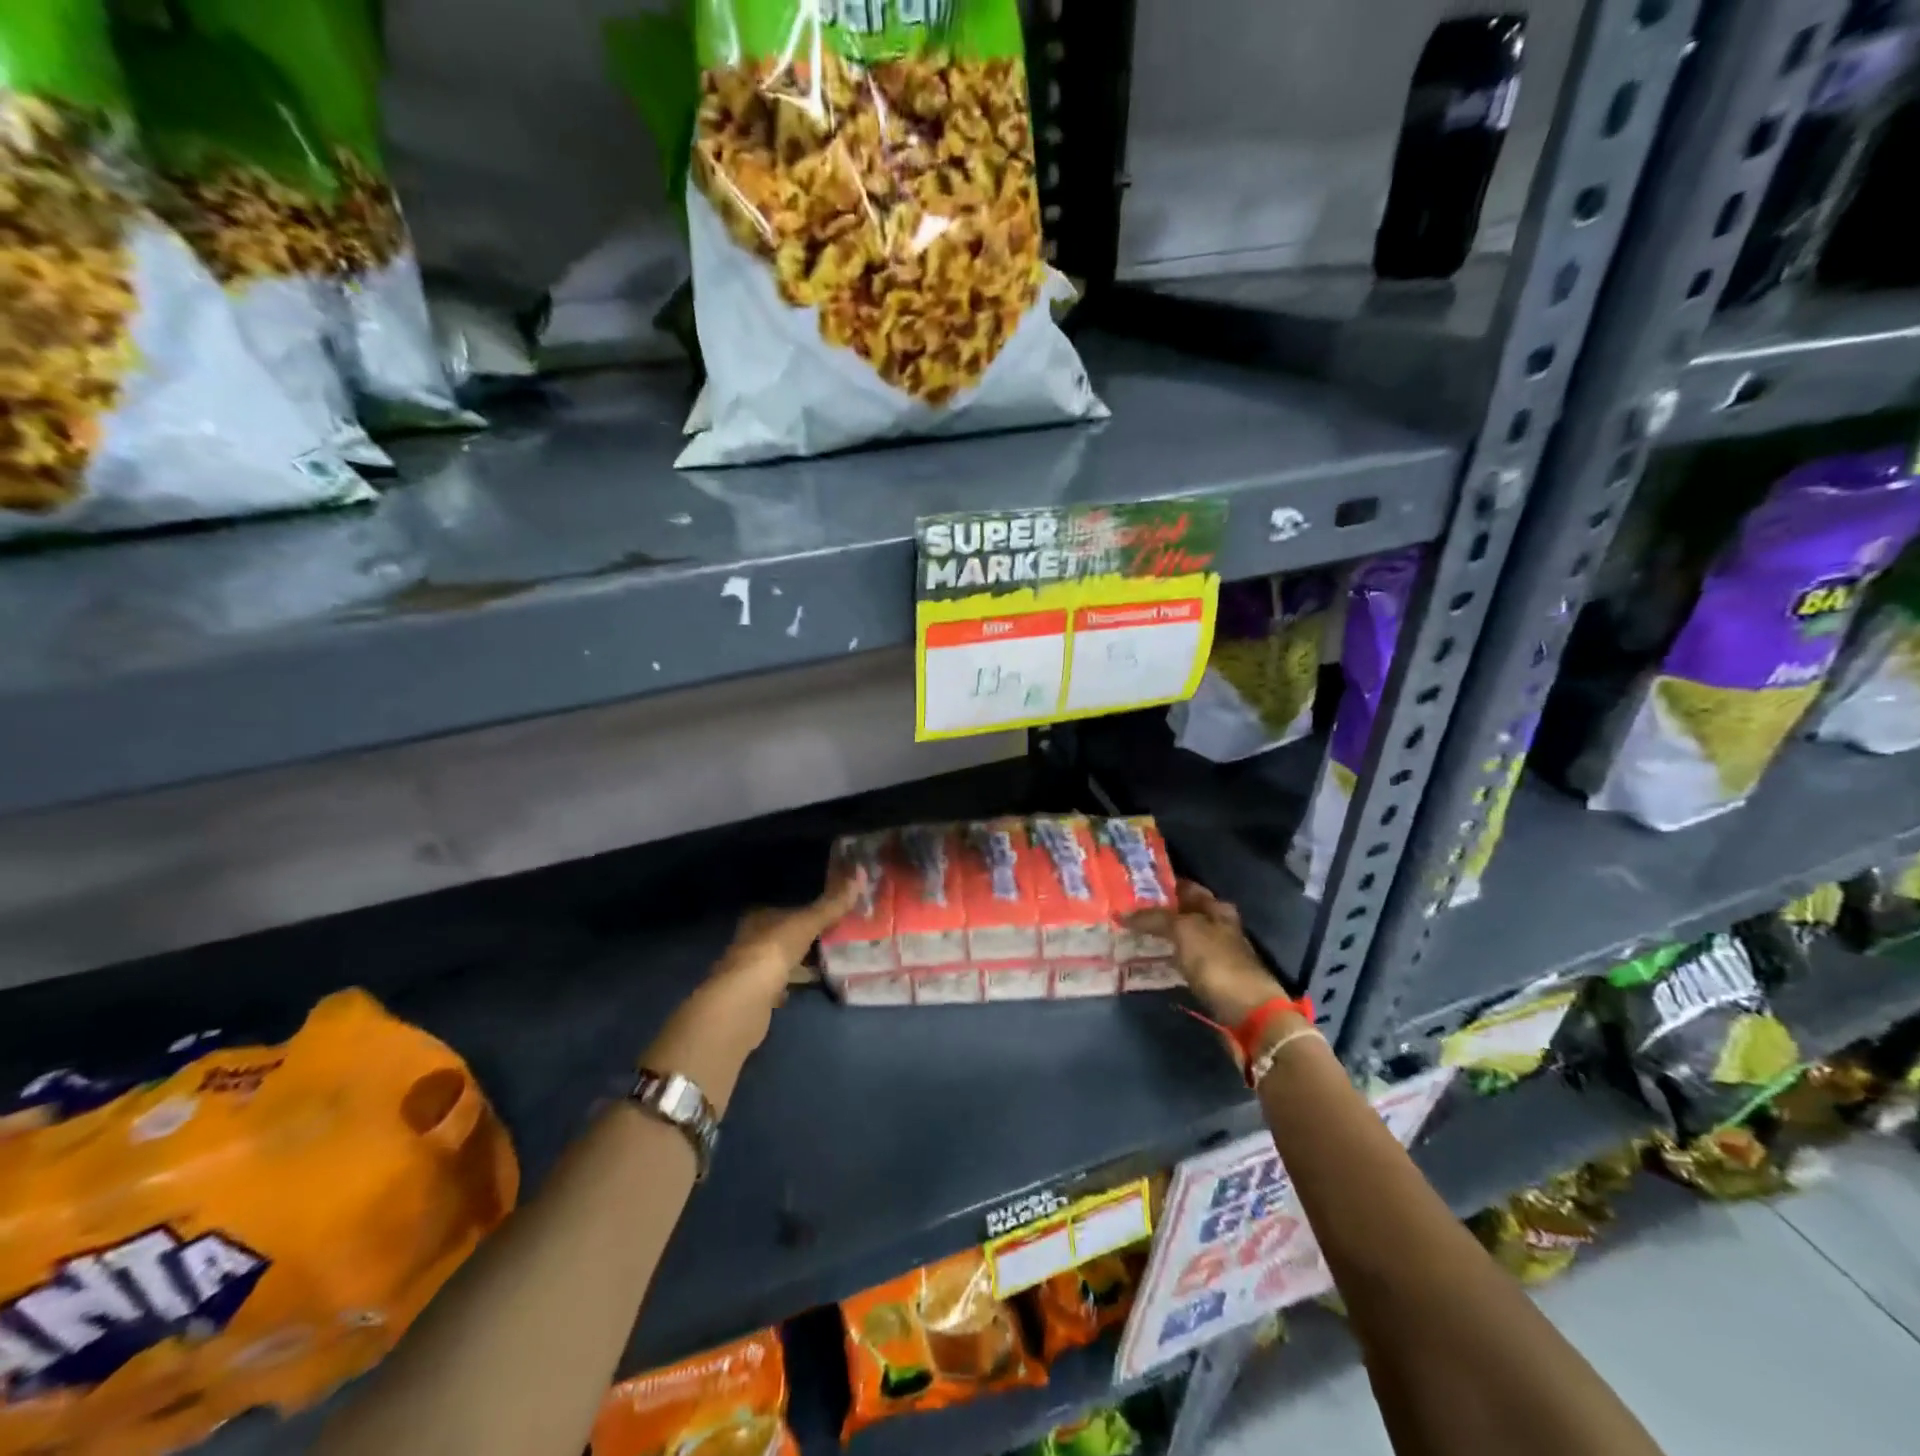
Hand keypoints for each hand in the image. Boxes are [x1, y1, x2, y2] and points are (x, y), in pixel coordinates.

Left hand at [644, 868, 866, 1110]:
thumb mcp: (808, 922)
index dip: (805, 911)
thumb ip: (832, 904)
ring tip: (828, 961)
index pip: (784, 909)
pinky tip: (807, 986)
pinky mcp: (753, 996)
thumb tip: (860, 875)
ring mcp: (749, 969)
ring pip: (780, 960)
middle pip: (782, 934)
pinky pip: (778, 985)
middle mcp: (749, 939)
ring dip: (799, 962)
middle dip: (804, 937)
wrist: (746, 999)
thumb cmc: (774, 950)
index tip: (828, 914)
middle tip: (834, 937)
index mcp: (758, 917)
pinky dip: (791, 984)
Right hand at [1125, 880, 1285, 1027]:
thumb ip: (1154, 918)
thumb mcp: (1184, 930)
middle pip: (1183, 912)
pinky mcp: (1210, 977)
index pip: (1185, 887)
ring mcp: (1215, 952)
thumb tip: (1122, 913)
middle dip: (1158, 910)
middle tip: (1125, 910)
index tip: (1132, 885)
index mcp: (1216, 908)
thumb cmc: (1217, 962)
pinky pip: (1182, 958)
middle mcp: (1218, 926)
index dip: (1161, 884)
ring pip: (1182, 936)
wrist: (1247, 1010)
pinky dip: (1166, 956)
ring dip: (1161, 934)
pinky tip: (1149, 958)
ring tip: (1130, 932)